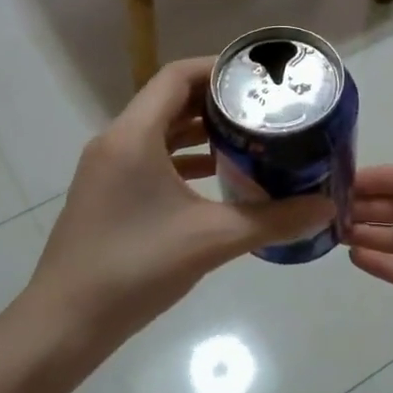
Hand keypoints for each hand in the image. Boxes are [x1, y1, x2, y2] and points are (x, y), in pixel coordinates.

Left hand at [31, 58, 333, 344]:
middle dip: (216, 102)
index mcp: (133, 136)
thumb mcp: (212, 239)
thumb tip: (326, 208)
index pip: (176, 77)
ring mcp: (106, 169)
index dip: (217, 69)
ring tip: (248, 138)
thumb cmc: (136, 267)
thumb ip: (273, 220)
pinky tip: (216, 178)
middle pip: (168, 101)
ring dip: (200, 131)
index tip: (257, 77)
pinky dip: (183, 159)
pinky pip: (149, 159)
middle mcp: (115, 142)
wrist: (65, 323)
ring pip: (159, 132)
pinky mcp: (106, 194)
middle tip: (262, 108)